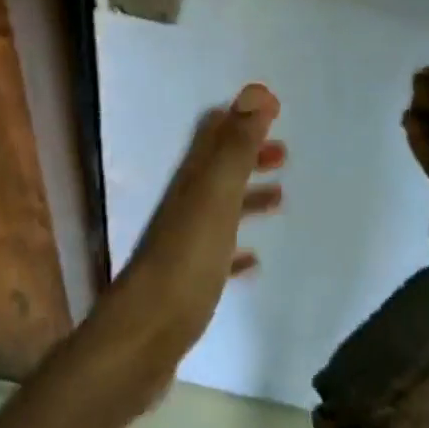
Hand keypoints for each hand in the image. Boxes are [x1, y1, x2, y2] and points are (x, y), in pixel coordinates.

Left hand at [93, 84, 285, 387]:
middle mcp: (184, 207)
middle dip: (249, 156)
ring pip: (219, 210)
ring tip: (280, 199)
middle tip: (283, 154)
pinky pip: (217, 255)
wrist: (144, 336)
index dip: (241, 118)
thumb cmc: (187, 261)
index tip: (274, 110)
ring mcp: (183, 246)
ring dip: (247, 197)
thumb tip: (257, 91)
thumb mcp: (216, 197)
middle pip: (218, 170)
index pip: (213, 135)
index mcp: (191, 183)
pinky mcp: (188, 283)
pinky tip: (253, 260)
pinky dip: (236, 248)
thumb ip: (237, 147)